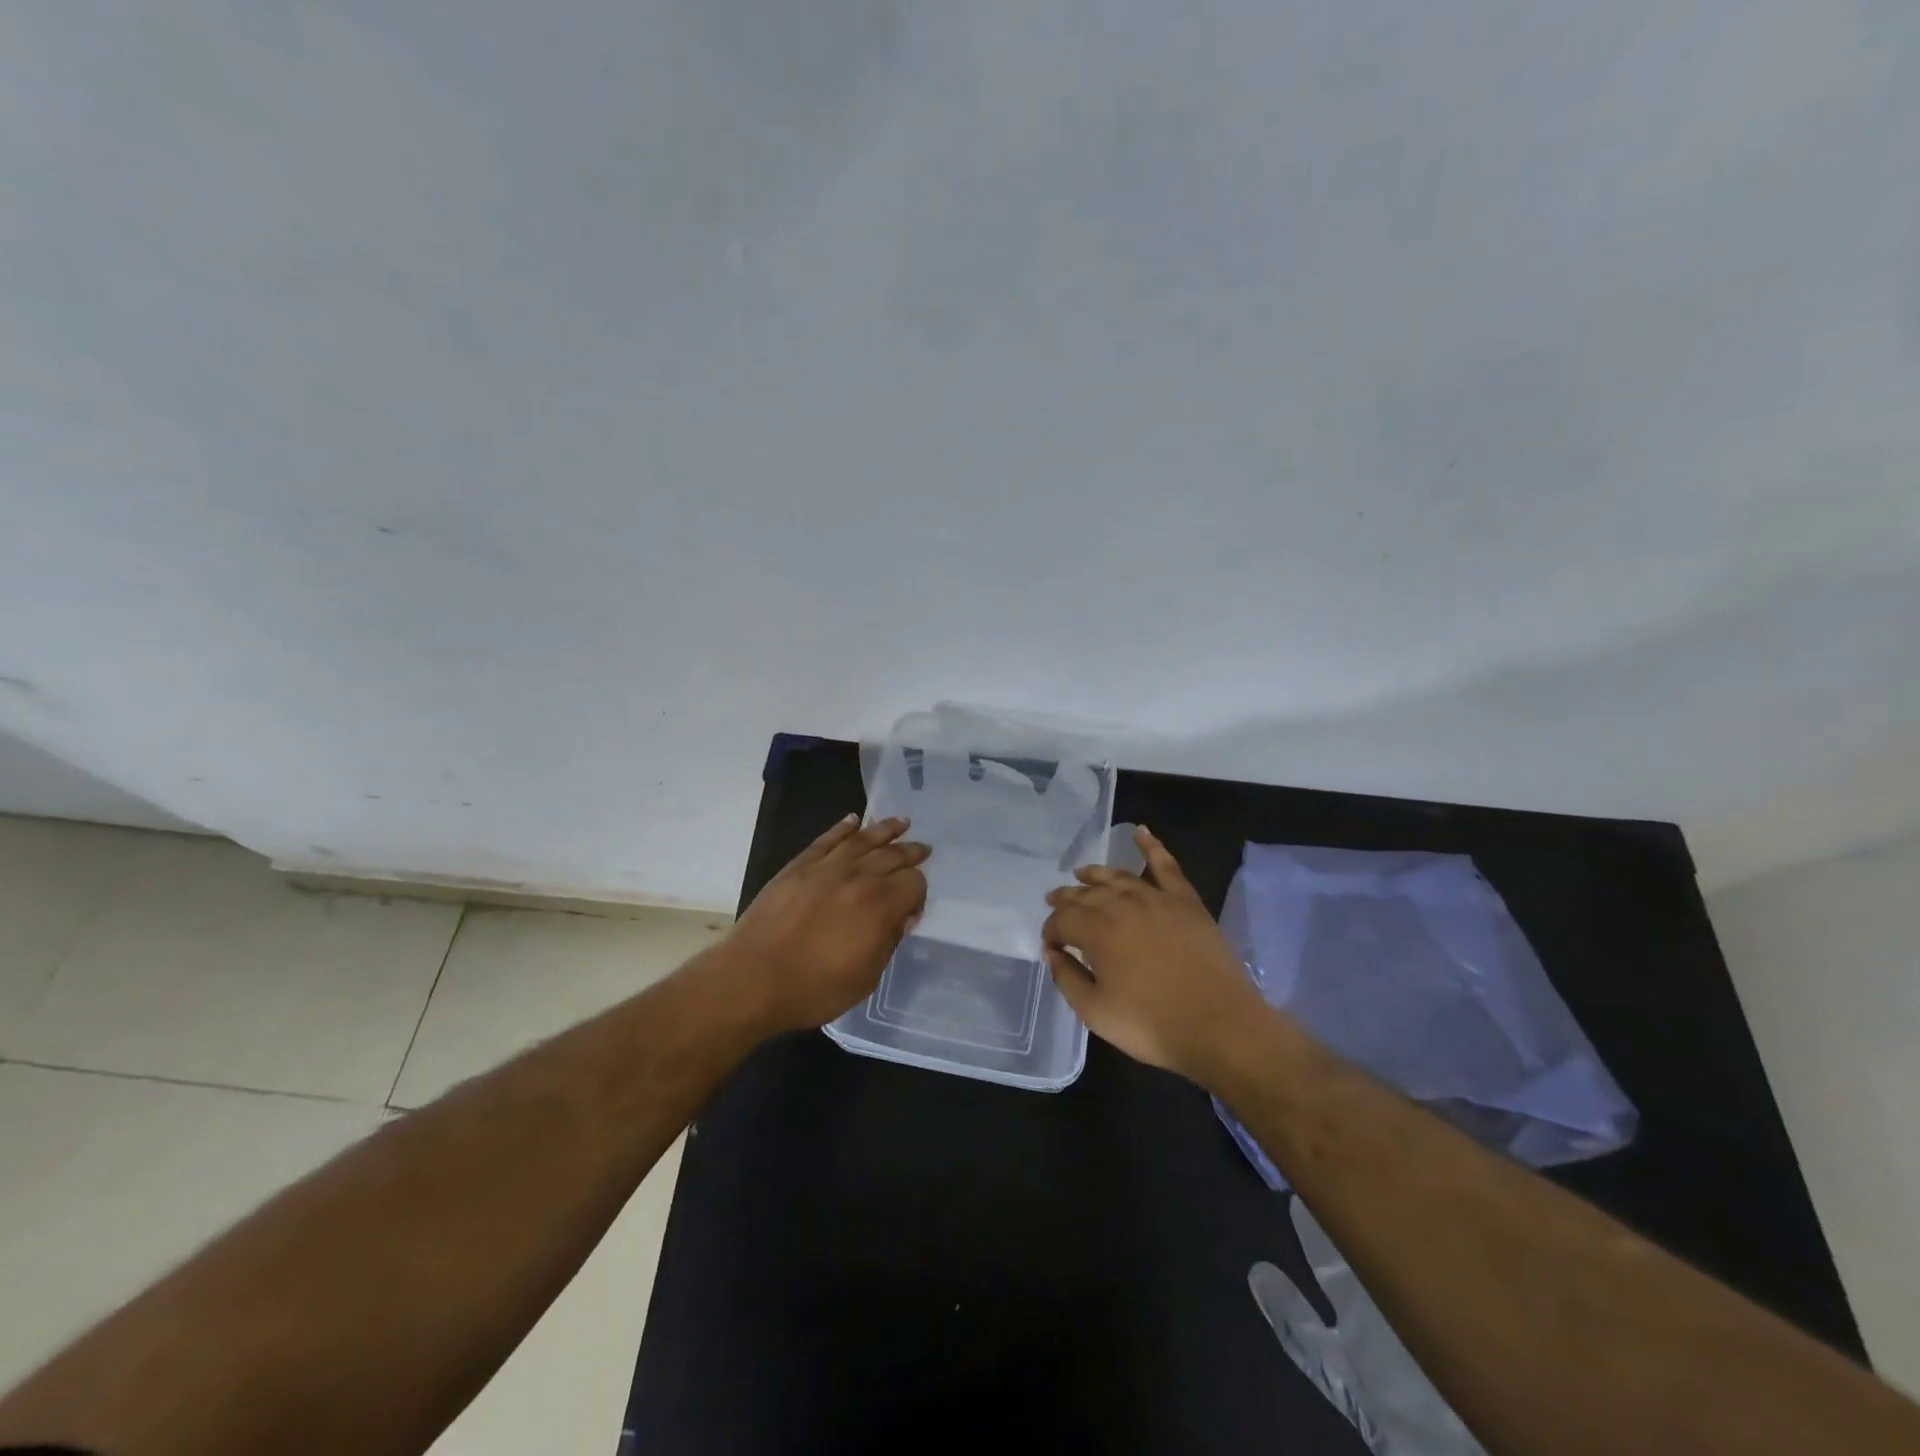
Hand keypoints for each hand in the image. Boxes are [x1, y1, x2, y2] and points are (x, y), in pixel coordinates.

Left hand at [724, 814, 929, 1033]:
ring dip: (885, 829)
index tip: (912, 909)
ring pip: (863, 839)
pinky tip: (854, 820)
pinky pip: (827, 839)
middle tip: (923, 849)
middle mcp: (858, 878)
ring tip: (901, 822)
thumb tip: (902, 917)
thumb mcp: (866, 977)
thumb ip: (889, 941)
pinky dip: (842, 827)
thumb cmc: (814, 988)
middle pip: (893, 855)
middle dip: (910, 852)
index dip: (919, 894)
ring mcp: (826, 867)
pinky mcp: (799, 866)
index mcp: (880, 906)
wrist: (752, 980)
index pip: (914, 883)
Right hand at [1041, 826, 1265, 1080]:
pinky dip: (1151, 846)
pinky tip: (1141, 832)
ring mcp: (1156, 898)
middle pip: (1086, 894)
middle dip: (1066, 899)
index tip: (1051, 947)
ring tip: (1081, 873)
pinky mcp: (1185, 901)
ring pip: (1118, 877)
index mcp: (1096, 931)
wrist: (1219, 1025)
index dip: (1050, 932)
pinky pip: (1165, 865)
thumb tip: (1052, 953)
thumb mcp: (1095, 1012)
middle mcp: (1121, 904)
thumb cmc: (1152, 1024)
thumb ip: (1067, 979)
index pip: (1061, 920)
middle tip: (1054, 902)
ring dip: (1095, 873)